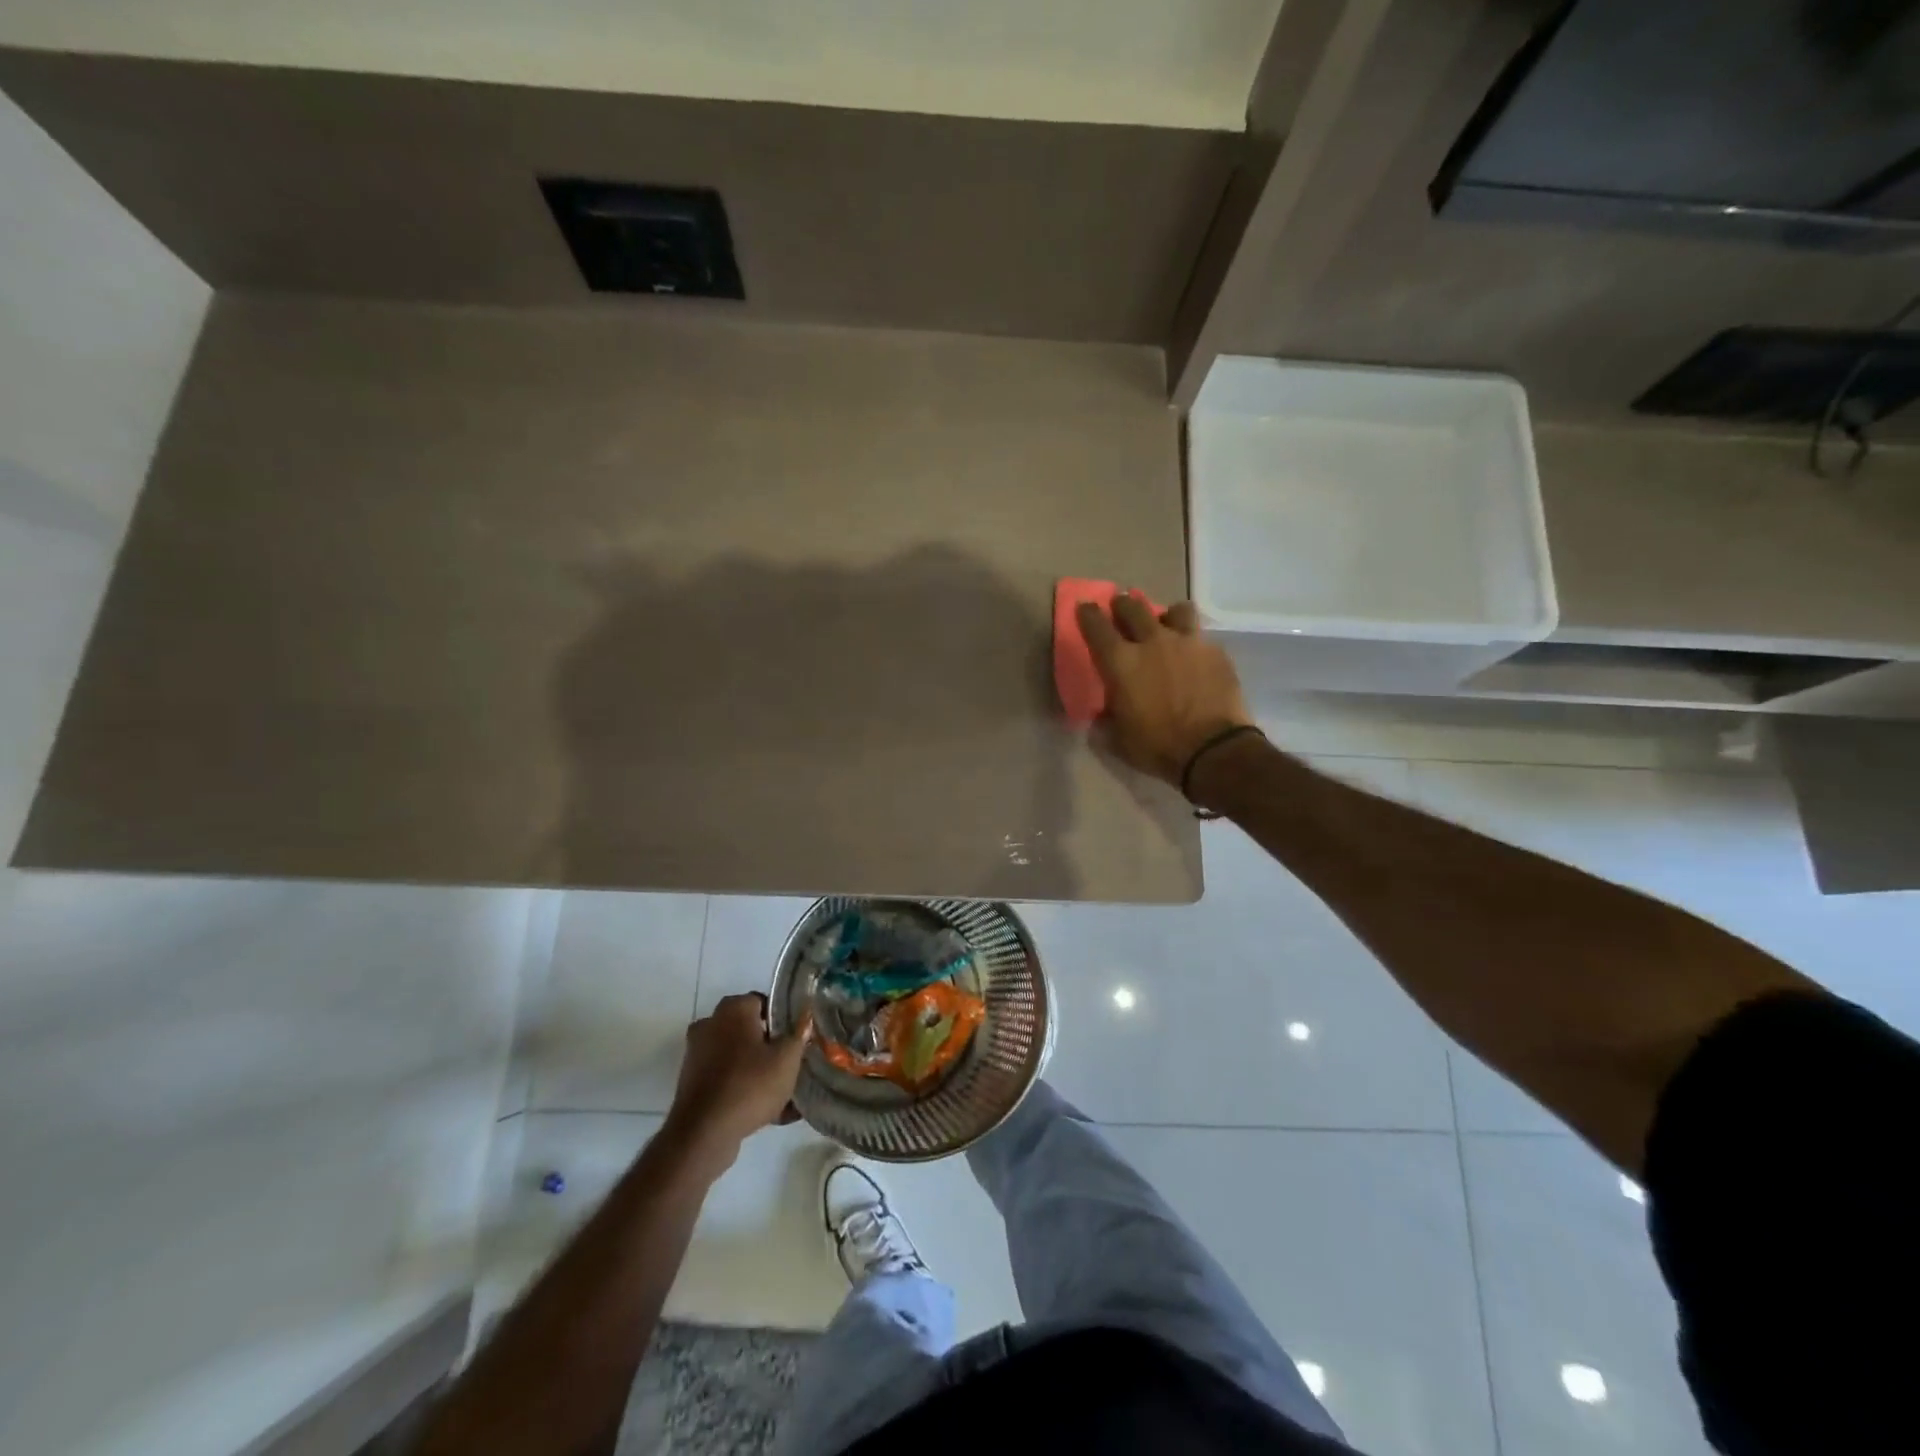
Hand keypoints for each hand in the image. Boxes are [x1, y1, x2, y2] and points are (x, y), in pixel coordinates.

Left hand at [663, 994, 809, 1159]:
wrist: (703, 1134)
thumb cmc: (750, 1085)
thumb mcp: (787, 1059)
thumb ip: (799, 1034)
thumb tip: (805, 1016)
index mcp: (734, 1009)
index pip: (763, 1002)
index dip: (784, 1019)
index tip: (798, 1038)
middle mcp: (711, 1024)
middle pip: (750, 1030)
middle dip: (771, 1046)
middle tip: (792, 1063)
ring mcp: (698, 1054)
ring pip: (739, 1057)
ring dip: (759, 1071)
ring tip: (786, 1095)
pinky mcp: (692, 1083)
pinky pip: (727, 1080)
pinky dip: (744, 1089)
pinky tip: (770, 1113)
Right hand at [1076, 594, 1253, 787]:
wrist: (1213, 750)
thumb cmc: (1158, 747)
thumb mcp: (1118, 740)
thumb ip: (1106, 721)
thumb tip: (1101, 714)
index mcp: (1122, 663)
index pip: (1096, 627)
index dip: (1087, 614)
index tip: (1085, 608)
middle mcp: (1153, 642)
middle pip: (1134, 608)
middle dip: (1123, 605)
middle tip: (1121, 608)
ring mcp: (1189, 643)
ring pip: (1177, 610)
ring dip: (1167, 615)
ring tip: (1168, 625)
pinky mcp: (1217, 653)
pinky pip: (1202, 638)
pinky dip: (1194, 644)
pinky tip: (1196, 658)